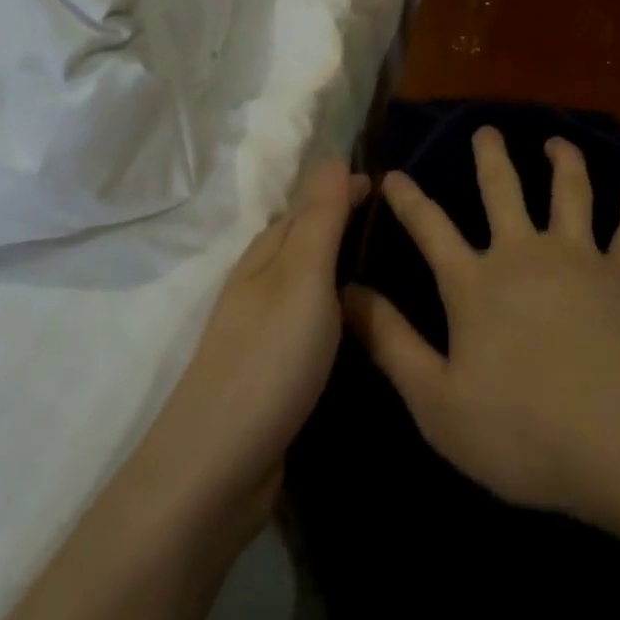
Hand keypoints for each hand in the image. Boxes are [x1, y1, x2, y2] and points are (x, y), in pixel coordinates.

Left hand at [144, 159, 366, 524]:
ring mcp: (263, 331)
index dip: (343, 192)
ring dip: (340, 270)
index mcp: (265, 255)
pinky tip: (359, 329)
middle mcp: (260, 285)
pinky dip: (335, 313)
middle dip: (344, 227)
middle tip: (400, 227)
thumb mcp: (303, 277)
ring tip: (391, 271)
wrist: (219, 464)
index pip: (309, 207)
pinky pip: (310, 324)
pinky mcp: (272, 372)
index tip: (388, 186)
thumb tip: (331, 155)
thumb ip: (320, 219)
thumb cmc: (269, 357)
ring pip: (308, 285)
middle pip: (305, 243)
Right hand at [344, 127, 619, 530]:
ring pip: (570, 194)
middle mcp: (524, 255)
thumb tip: (346, 293)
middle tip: (486, 130)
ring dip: (564, 163)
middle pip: (503, 191)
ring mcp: (581, 260)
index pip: (430, 227)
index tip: (393, 174)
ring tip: (558, 142)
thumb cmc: (528, 430)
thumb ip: (390, 343)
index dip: (408, 199)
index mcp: (475, 283)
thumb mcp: (438, 402)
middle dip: (491, 157)